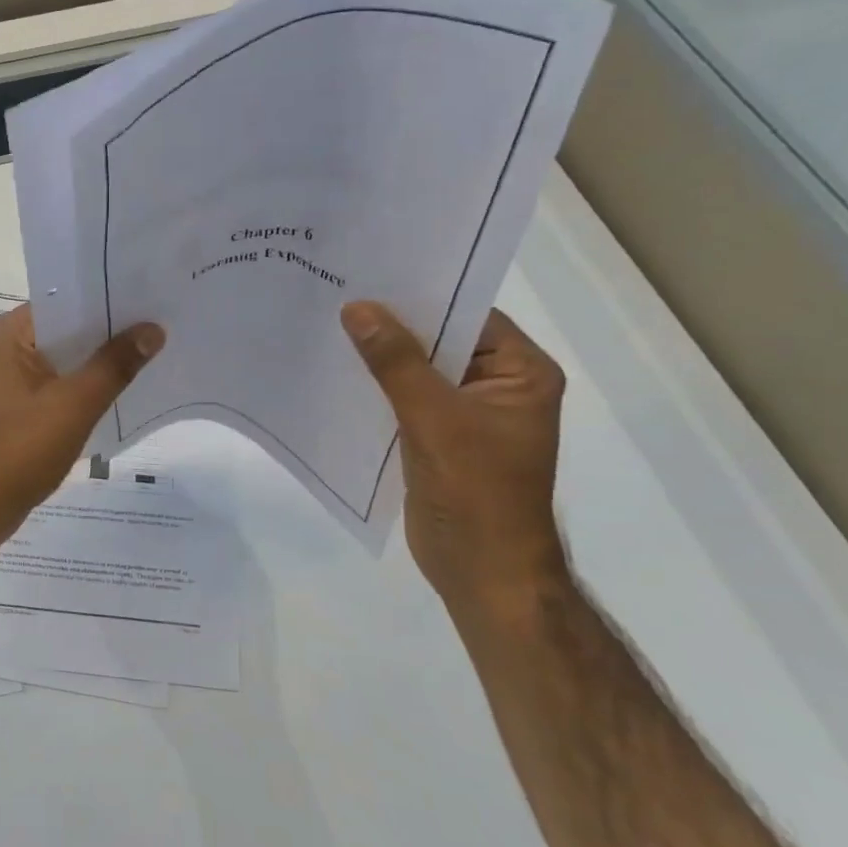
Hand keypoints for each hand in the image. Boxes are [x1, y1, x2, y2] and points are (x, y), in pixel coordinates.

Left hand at [0, 304, 163, 544]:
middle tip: (162, 326)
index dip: (108, 299)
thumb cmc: (18, 452)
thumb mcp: (74, 405)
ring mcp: (4, 378)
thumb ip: (114, 365)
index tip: (153, 298)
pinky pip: (53, 384)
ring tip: (151, 354)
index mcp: (8, 333)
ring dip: (97, 362)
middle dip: (108, 332)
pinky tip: (118, 392)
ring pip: (62, 359)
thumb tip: (153, 328)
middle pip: (65, 329)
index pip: (66, 300)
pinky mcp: (11, 406)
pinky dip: (81, 386)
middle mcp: (2, 346)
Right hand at [341, 301, 569, 613]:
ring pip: (417, 371)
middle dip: (391, 326)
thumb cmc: (475, 492)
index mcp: (521, 373)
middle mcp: (498, 386)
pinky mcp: (439, 438)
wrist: (481, 572)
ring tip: (326, 326)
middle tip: (337, 293)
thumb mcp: (434, 418)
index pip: (469, 315)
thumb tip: (357, 308)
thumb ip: (395, 361)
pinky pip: (403, 400)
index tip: (368, 274)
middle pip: (440, 341)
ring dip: (378, 358)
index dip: (421, 295)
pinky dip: (375, 388)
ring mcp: (467, 414)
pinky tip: (335, 373)